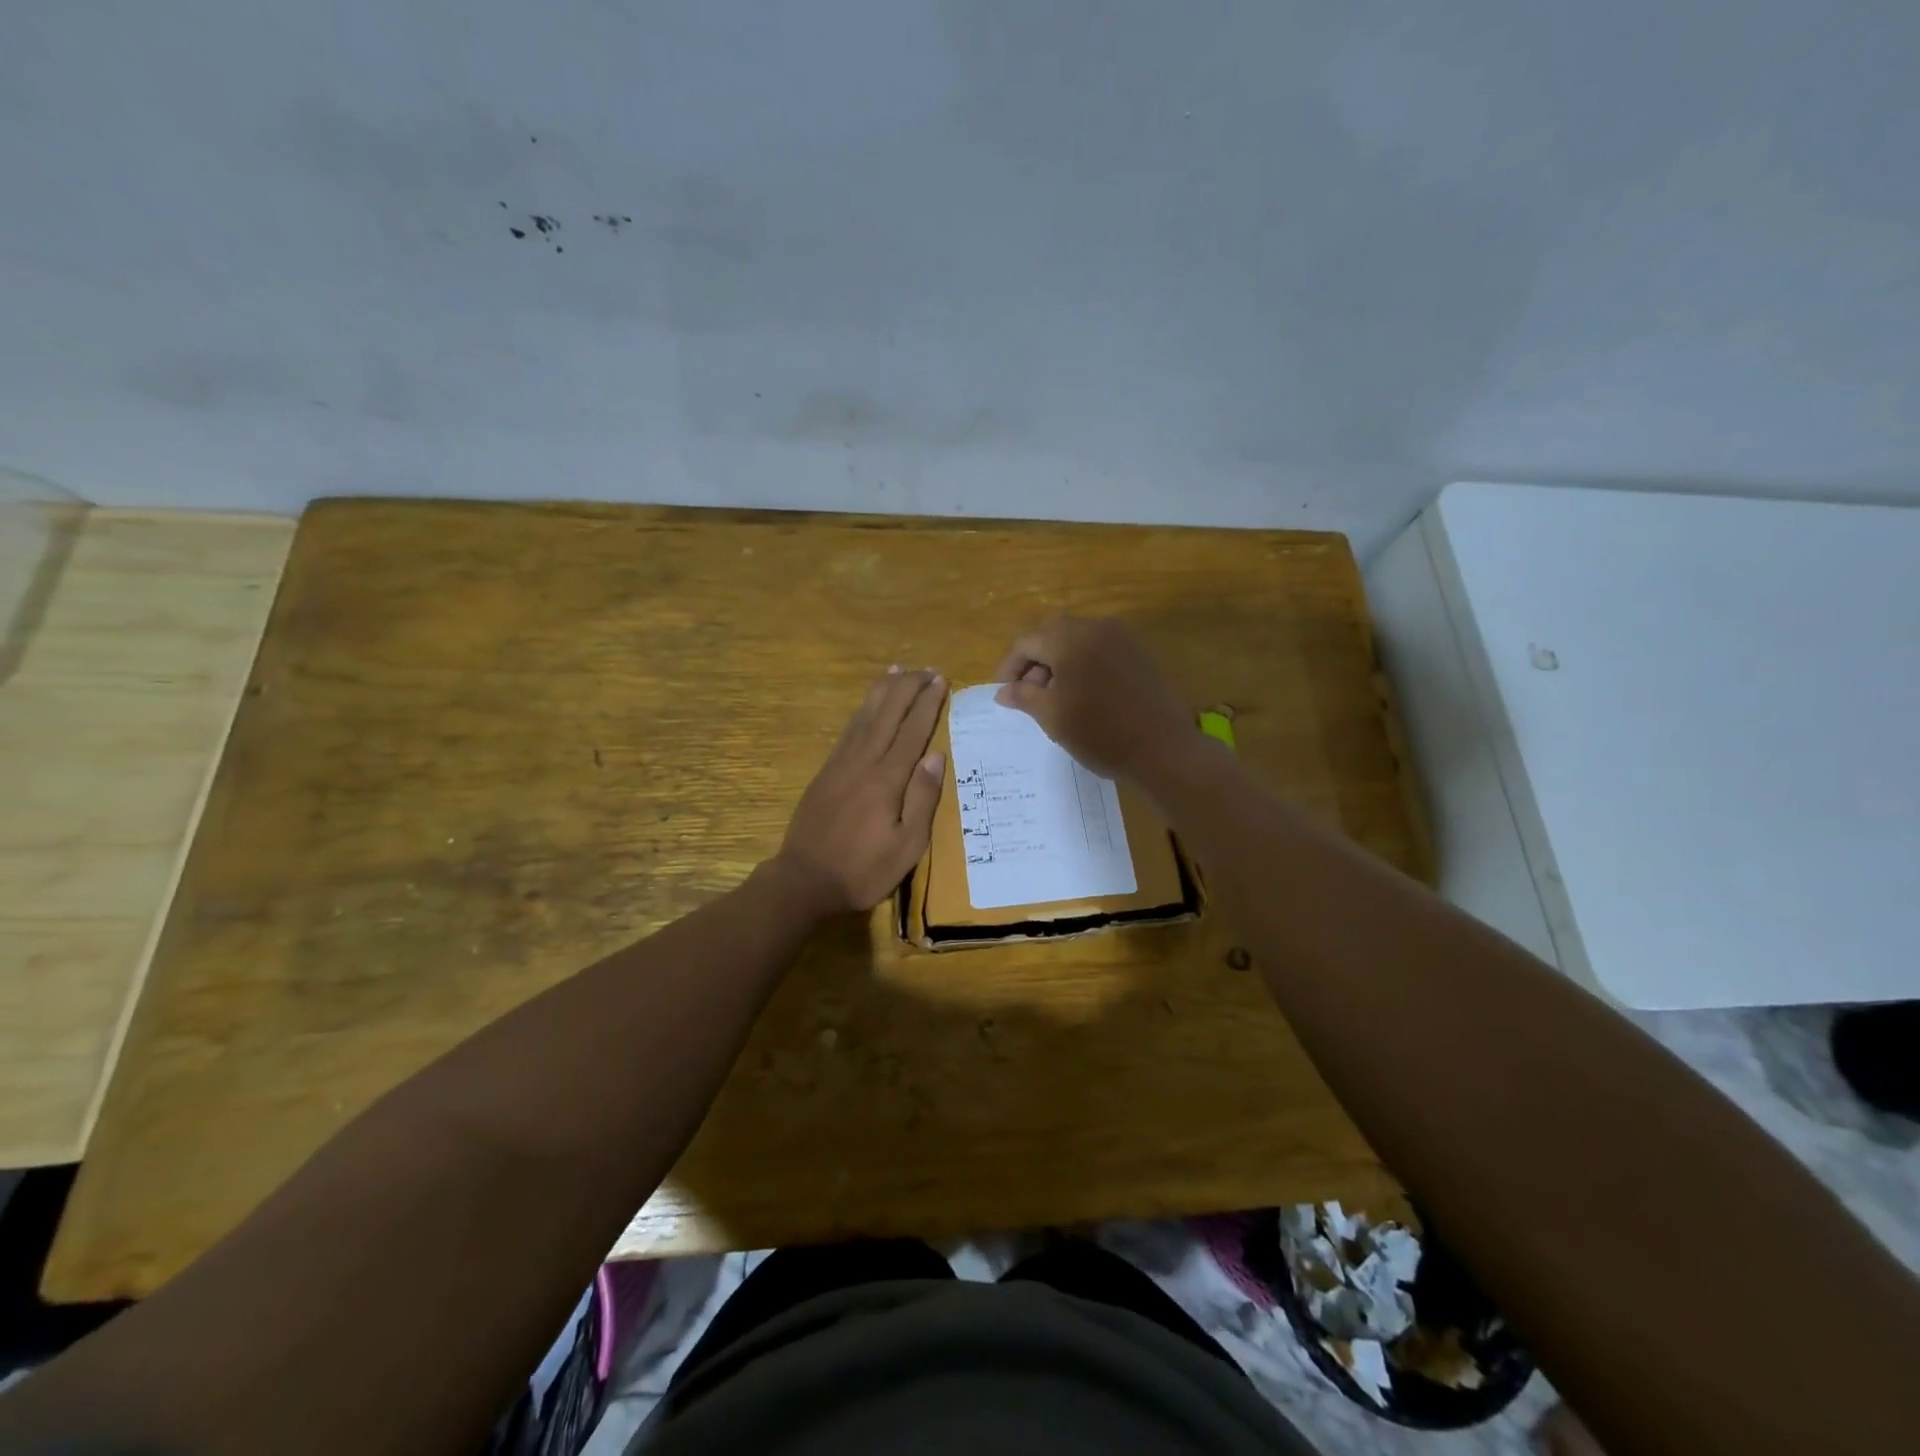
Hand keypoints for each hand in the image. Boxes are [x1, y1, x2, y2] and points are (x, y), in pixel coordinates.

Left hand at [774, 667, 946, 914]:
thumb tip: (936, 756)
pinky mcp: (826, 771)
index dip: (928, 704)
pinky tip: (869, 704)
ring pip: (865, 716)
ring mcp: (841, 764)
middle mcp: (863, 762)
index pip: (912, 731)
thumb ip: (922, 799)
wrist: (804, 880)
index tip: (941, 681)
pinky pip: (848, 730)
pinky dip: (862, 710)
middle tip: (927, 669)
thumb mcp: (906, 846)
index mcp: (887, 780)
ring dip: (883, 690)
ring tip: (898, 669)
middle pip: (888, 714)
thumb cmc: (863, 870)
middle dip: (908, 688)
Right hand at [993, 615, 1192, 781]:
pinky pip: (1099, 648)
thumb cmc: (1100, 734)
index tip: (1003, 693)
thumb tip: (1003, 691)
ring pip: (1076, 638)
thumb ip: (1024, 697)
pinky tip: (1082, 693)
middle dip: (1034, 660)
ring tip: (1053, 697)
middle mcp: (1095, 627)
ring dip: (1058, 661)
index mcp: (1070, 639)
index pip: (1027, 642)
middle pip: (1051, 633)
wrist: (1162, 749)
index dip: (1009, 667)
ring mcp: (1121, 637)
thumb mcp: (1053, 717)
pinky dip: (1082, 663)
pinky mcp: (1138, 652)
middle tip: (1026, 693)